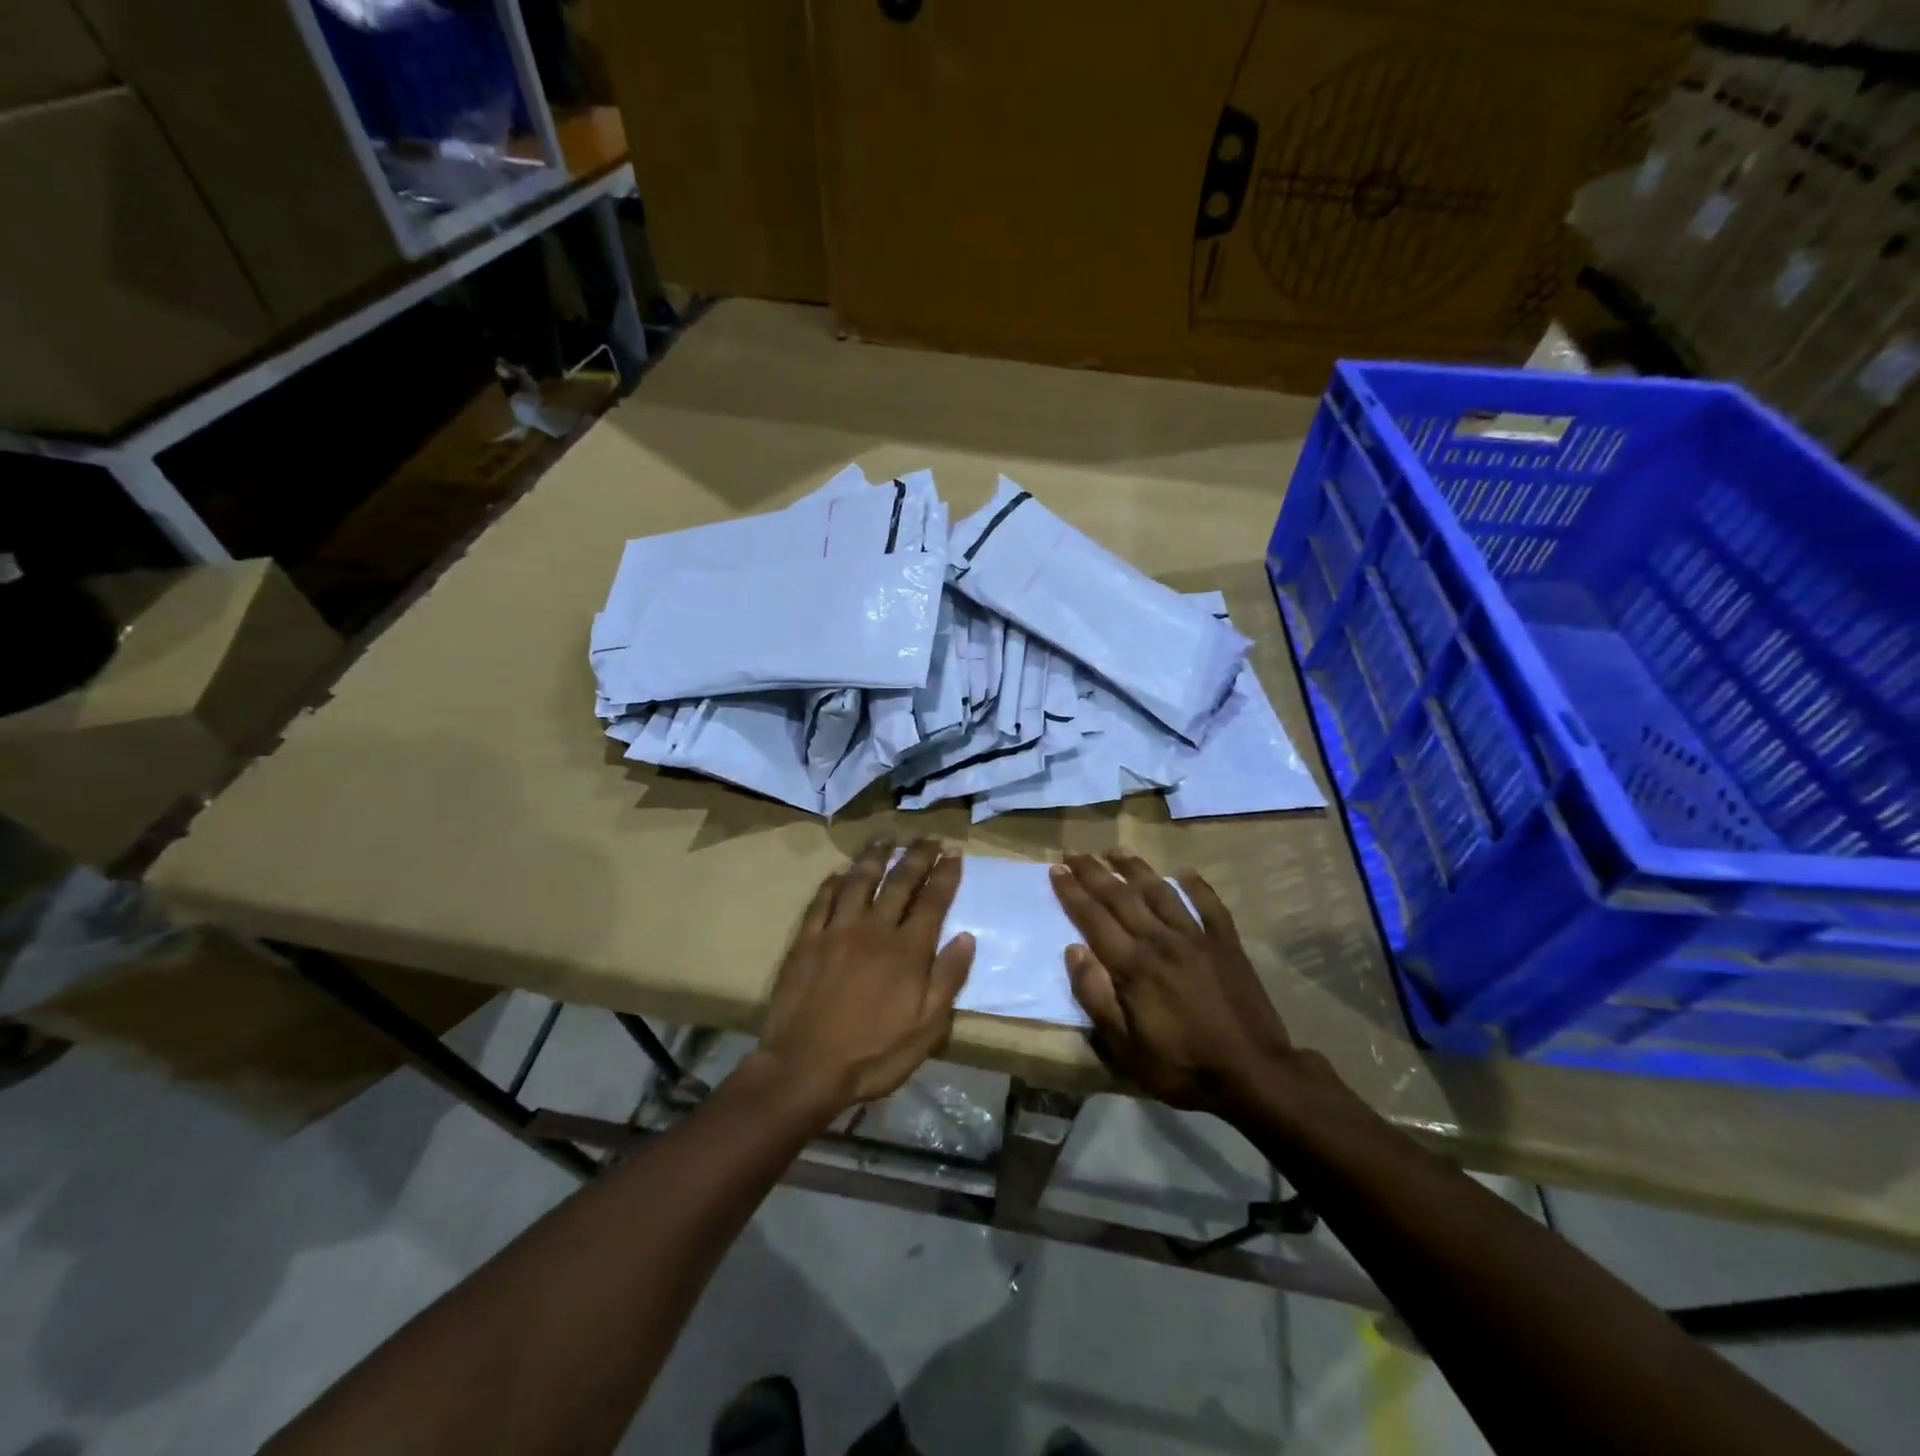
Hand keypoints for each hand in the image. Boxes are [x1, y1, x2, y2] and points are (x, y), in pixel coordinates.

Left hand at [757, 837, 975, 1117]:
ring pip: (859, 882)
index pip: (932, 902)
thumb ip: (948, 979)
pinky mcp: (807, 941)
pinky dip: (833, 882)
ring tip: (887, 839)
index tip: (954, 854)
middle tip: (928, 839)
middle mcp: (874, 930)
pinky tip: (840, 872)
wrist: (805, 1068)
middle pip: (899, 883)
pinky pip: (822, 901)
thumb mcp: (926, 1029)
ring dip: (875, 857)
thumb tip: (966, 937)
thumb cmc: (873, 1055)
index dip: (945, 876)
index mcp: (907, 951)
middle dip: (917, 857)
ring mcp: (837, 932)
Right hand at [1050, 852, 1295, 1113]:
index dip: (1072, 892)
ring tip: (1116, 850)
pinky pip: (1210, 905)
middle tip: (1074, 851)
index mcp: (1132, 965)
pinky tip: (1185, 871)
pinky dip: (1197, 885)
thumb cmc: (1181, 1066)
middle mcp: (1160, 940)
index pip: (1093, 918)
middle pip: (1121, 897)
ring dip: (1136, 868)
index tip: (1056, 868)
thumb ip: (1095, 996)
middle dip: (1094, 872)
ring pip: (1160, 892)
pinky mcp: (1226, 943)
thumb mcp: (1124, 1046)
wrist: (1253, 1073)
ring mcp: (1196, 937)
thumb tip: (1073, 950)